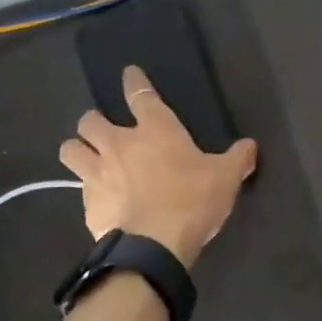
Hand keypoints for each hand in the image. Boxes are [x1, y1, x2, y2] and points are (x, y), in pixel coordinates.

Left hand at [57, 65, 257, 267]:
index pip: (140, 95)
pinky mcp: (87, 204)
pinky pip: (79, 189)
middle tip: (103, 129)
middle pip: (91, 121)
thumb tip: (250, 146)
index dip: (134, 82)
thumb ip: (238, 159)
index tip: (129, 73)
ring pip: (71, 149)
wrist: (153, 247)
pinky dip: (87, 191)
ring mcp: (97, 174)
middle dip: (94, 122)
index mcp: (155, 130)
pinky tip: (100, 199)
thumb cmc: (191, 201)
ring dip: (77, 149)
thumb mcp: (226, 178)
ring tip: (87, 156)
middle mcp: (119, 145)